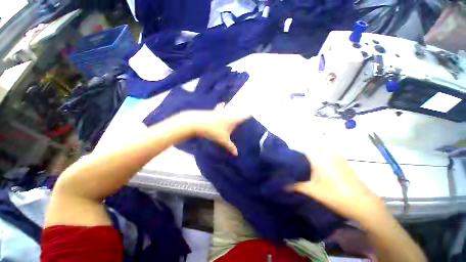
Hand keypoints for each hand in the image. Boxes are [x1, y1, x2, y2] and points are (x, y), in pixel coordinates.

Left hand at [181, 103, 249, 155]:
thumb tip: (237, 154)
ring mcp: (221, 111)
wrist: (197, 123)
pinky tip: (223, 104)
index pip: (244, 116)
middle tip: (247, 113)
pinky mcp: (214, 111)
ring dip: (234, 110)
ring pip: (230, 110)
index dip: (249, 115)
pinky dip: (222, 107)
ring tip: (238, 109)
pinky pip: (221, 108)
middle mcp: (228, 113)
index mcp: (233, 119)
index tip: (254, 114)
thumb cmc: (213, 131)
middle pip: (238, 111)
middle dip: (243, 112)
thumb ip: (230, 146)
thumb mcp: (223, 140)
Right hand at [293, 142, 381, 222]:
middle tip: (298, 148)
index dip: (297, 143)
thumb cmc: (335, 196)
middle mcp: (328, 156)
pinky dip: (326, 150)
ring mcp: (338, 158)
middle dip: (306, 143)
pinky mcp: (345, 162)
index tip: (291, 145)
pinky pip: (333, 151)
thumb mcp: (313, 192)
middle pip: (315, 144)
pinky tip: (322, 157)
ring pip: (325, 146)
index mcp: (319, 160)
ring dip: (316, 145)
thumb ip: (297, 186)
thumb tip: (283, 186)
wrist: (363, 204)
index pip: (305, 148)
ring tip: (306, 151)